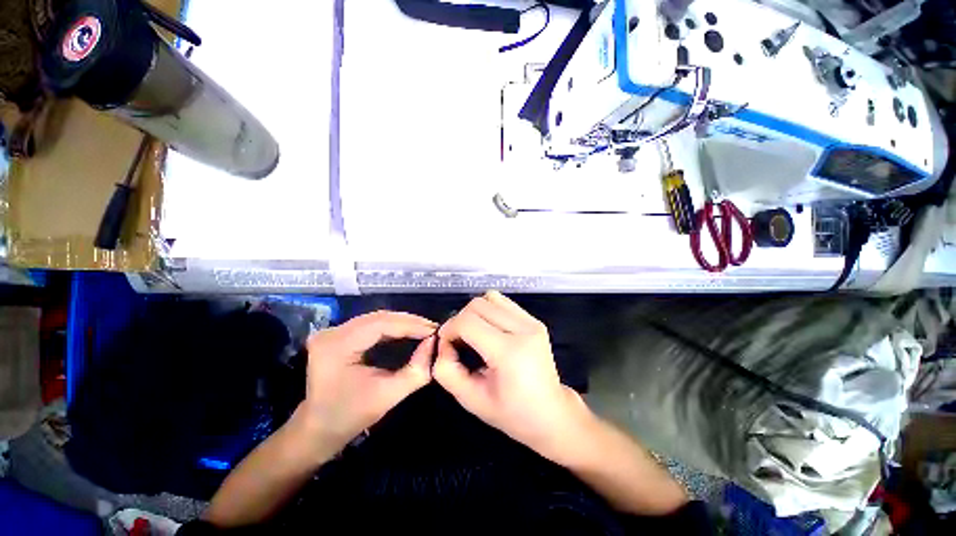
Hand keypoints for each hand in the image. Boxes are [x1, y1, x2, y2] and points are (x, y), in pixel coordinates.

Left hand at [301, 311, 436, 451]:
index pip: (382, 325)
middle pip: (378, 318)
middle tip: (431, 328)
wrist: (316, 429)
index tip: (434, 330)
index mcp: (338, 346)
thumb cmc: (351, 416)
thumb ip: (417, 370)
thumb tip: (434, 343)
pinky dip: (390, 326)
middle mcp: (332, 332)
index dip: (411, 325)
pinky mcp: (335, 334)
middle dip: (408, 321)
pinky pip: (369, 323)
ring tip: (422, 328)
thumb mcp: (389, 395)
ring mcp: (331, 331)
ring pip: (375, 318)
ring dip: (401, 322)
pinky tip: (405, 330)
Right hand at [434, 292, 592, 462]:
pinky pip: (504, 303)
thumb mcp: (470, 399)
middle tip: (458, 341)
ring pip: (491, 298)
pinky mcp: (535, 321)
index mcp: (509, 352)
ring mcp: (532, 322)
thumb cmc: (511, 413)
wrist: (551, 414)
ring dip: (475, 312)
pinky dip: (489, 311)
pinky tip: (489, 331)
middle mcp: (524, 330)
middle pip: (478, 304)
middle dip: (460, 319)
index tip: (446, 345)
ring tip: (474, 334)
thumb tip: (442, 344)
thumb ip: (446, 370)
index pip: (467, 322)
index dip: (449, 330)